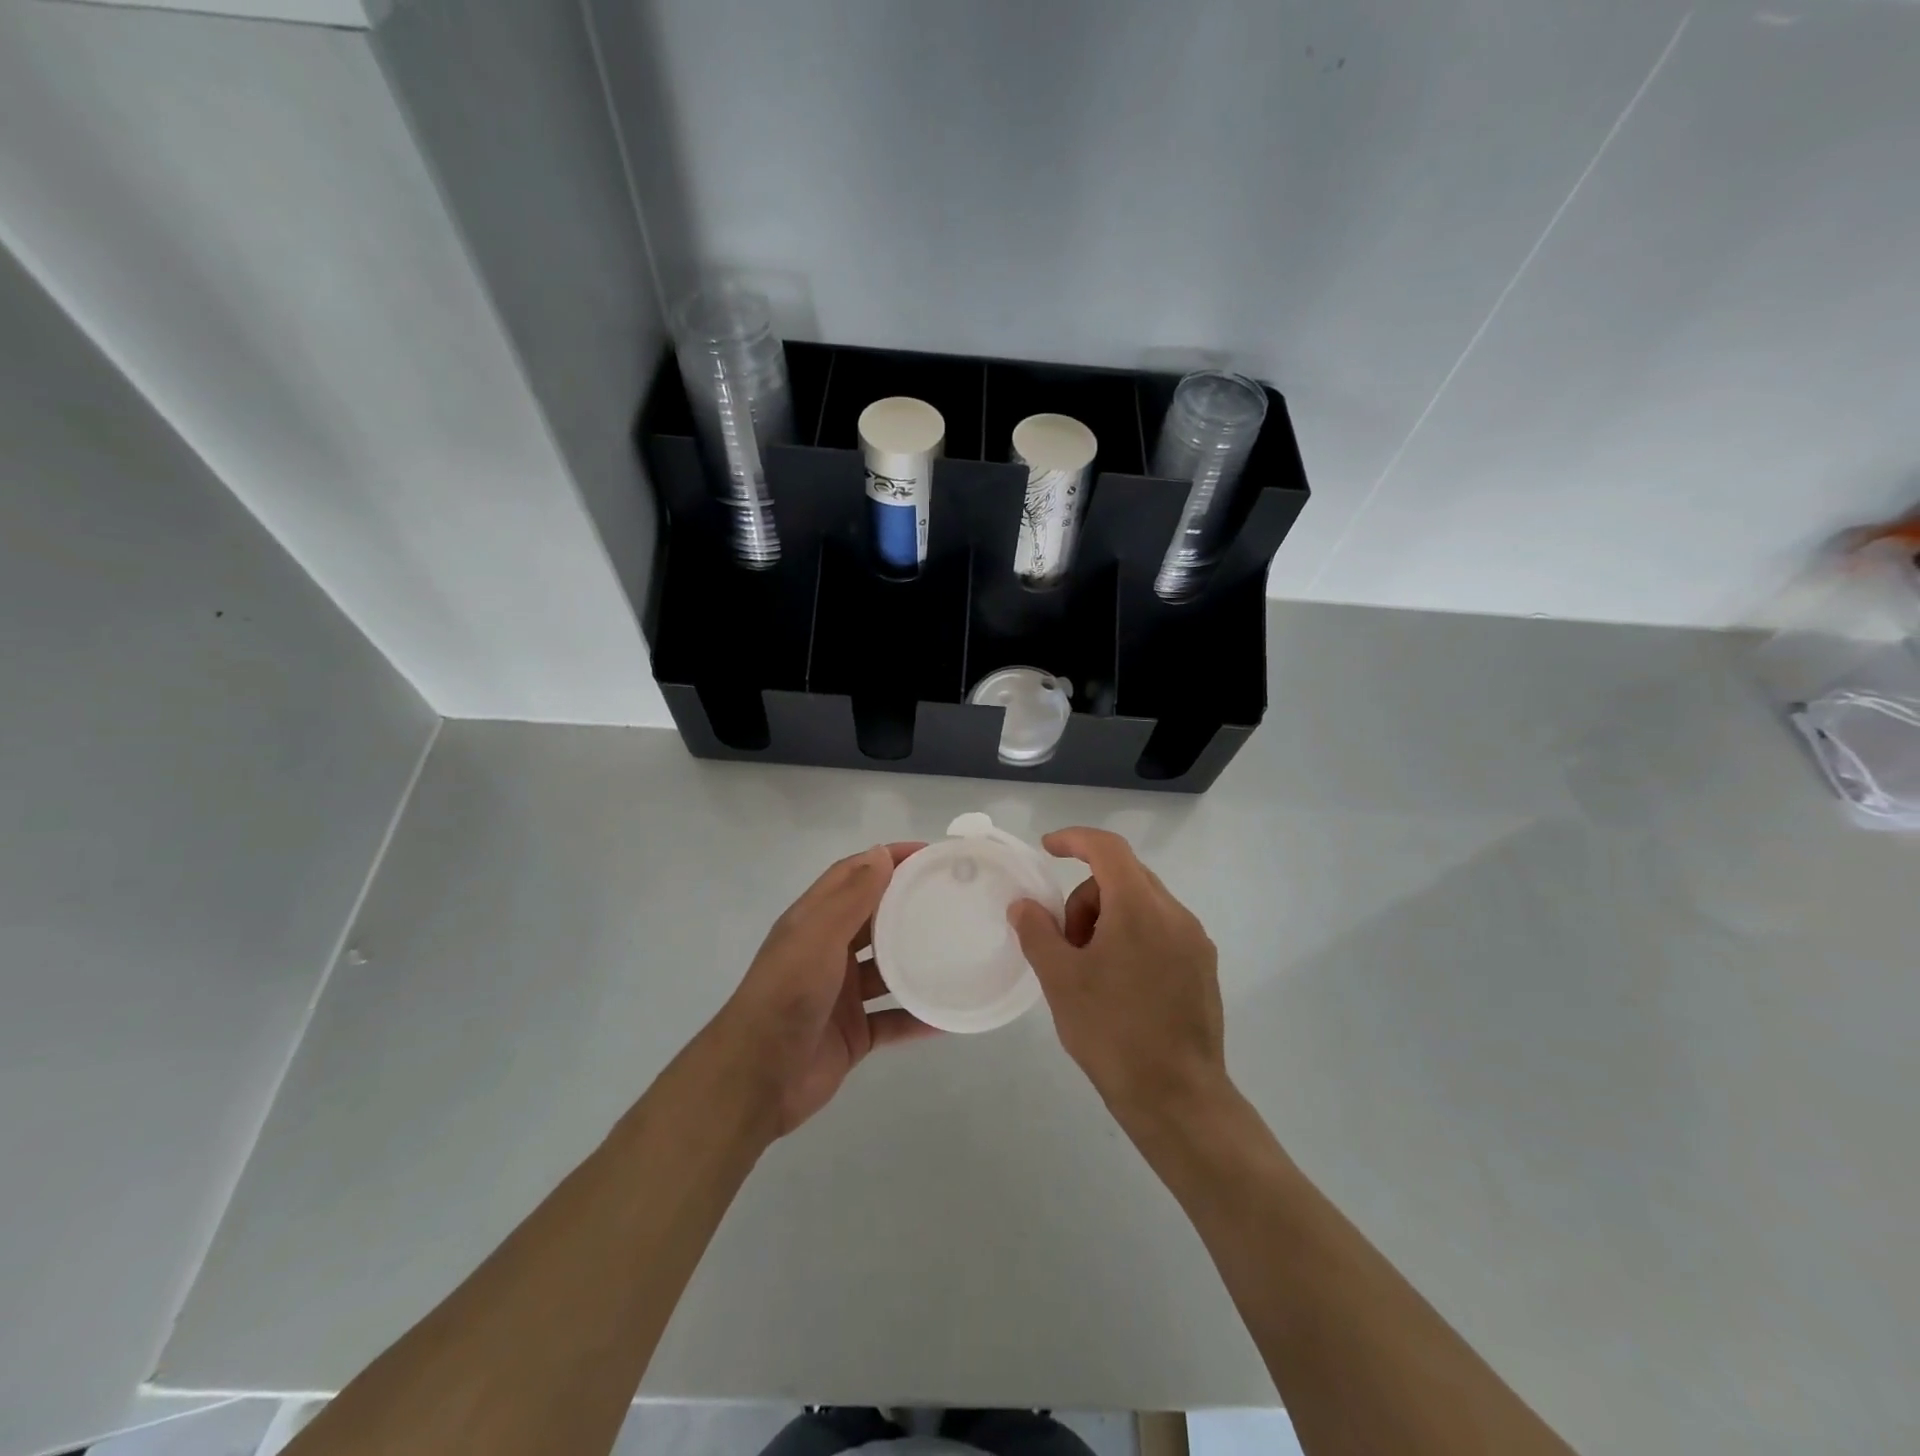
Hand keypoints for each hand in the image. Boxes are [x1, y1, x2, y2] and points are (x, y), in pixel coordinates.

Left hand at [712, 842, 936, 1137]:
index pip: (853, 876)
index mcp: (814, 922)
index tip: (929, 854)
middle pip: (874, 919)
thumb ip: (852, 897)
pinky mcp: (854, 1034)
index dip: (887, 860)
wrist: (758, 1078)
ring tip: (960, 949)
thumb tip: (880, 853)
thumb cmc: (787, 994)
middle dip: (908, 905)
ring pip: (887, 970)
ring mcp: (842, 994)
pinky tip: (948, 1013)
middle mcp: (828, 952)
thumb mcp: (819, 936)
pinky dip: (918, 1016)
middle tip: (954, 898)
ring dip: (917, 960)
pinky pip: (893, 1019)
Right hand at [1009, 828, 1228, 1127]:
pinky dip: (1133, 936)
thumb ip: (1037, 932)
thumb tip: (1024, 905)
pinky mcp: (1203, 967)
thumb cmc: (1113, 1033)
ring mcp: (1195, 941)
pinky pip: (1161, 929)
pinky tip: (1119, 982)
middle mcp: (1175, 914)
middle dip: (1086, 896)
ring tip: (1091, 969)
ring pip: (1143, 904)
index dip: (1074, 839)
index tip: (1046, 849)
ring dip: (1109, 918)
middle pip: (1124, 876)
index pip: (1108, 849)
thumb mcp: (1061, 980)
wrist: (1178, 1098)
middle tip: (1066, 942)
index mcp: (1141, 908)